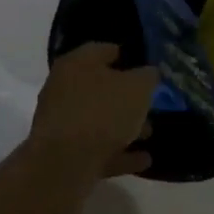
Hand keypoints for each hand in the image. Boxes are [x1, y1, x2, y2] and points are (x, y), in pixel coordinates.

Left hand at [29, 43, 157, 176]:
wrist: (65, 164)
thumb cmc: (102, 112)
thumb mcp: (137, 87)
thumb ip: (147, 77)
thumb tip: (148, 74)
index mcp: (76, 64)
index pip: (103, 50)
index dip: (127, 55)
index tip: (147, 66)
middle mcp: (63, 89)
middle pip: (99, 88)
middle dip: (127, 97)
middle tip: (151, 103)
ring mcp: (62, 123)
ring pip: (99, 120)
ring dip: (124, 127)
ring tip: (150, 134)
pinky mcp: (64, 153)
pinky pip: (98, 148)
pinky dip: (119, 153)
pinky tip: (143, 159)